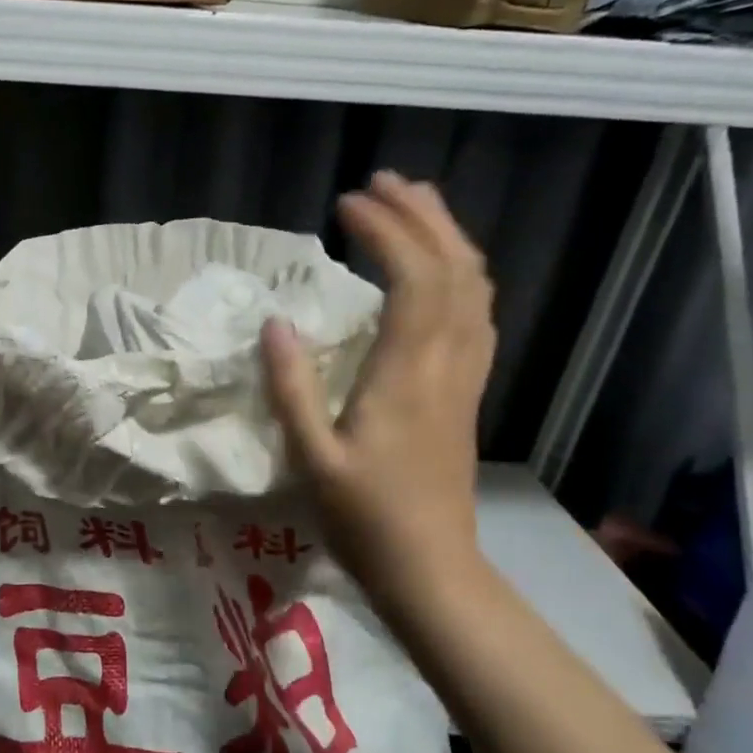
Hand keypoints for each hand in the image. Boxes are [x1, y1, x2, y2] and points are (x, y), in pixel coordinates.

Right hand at [261, 173, 495, 617]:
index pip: (412, 279)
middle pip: (455, 269)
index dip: (385, 231)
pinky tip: (441, 272)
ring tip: (414, 207)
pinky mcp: (467, 393)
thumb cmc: (364, 520)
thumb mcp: (311, 460)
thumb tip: (275, 323)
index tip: (346, 204)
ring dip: (448, 238)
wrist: (430, 569)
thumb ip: (292, 389)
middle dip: (423, 216)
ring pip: (476, 288)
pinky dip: (462, 275)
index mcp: (406, 375)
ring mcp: (465, 378)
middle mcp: (447, 363)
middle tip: (383, 183)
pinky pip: (478, 315)